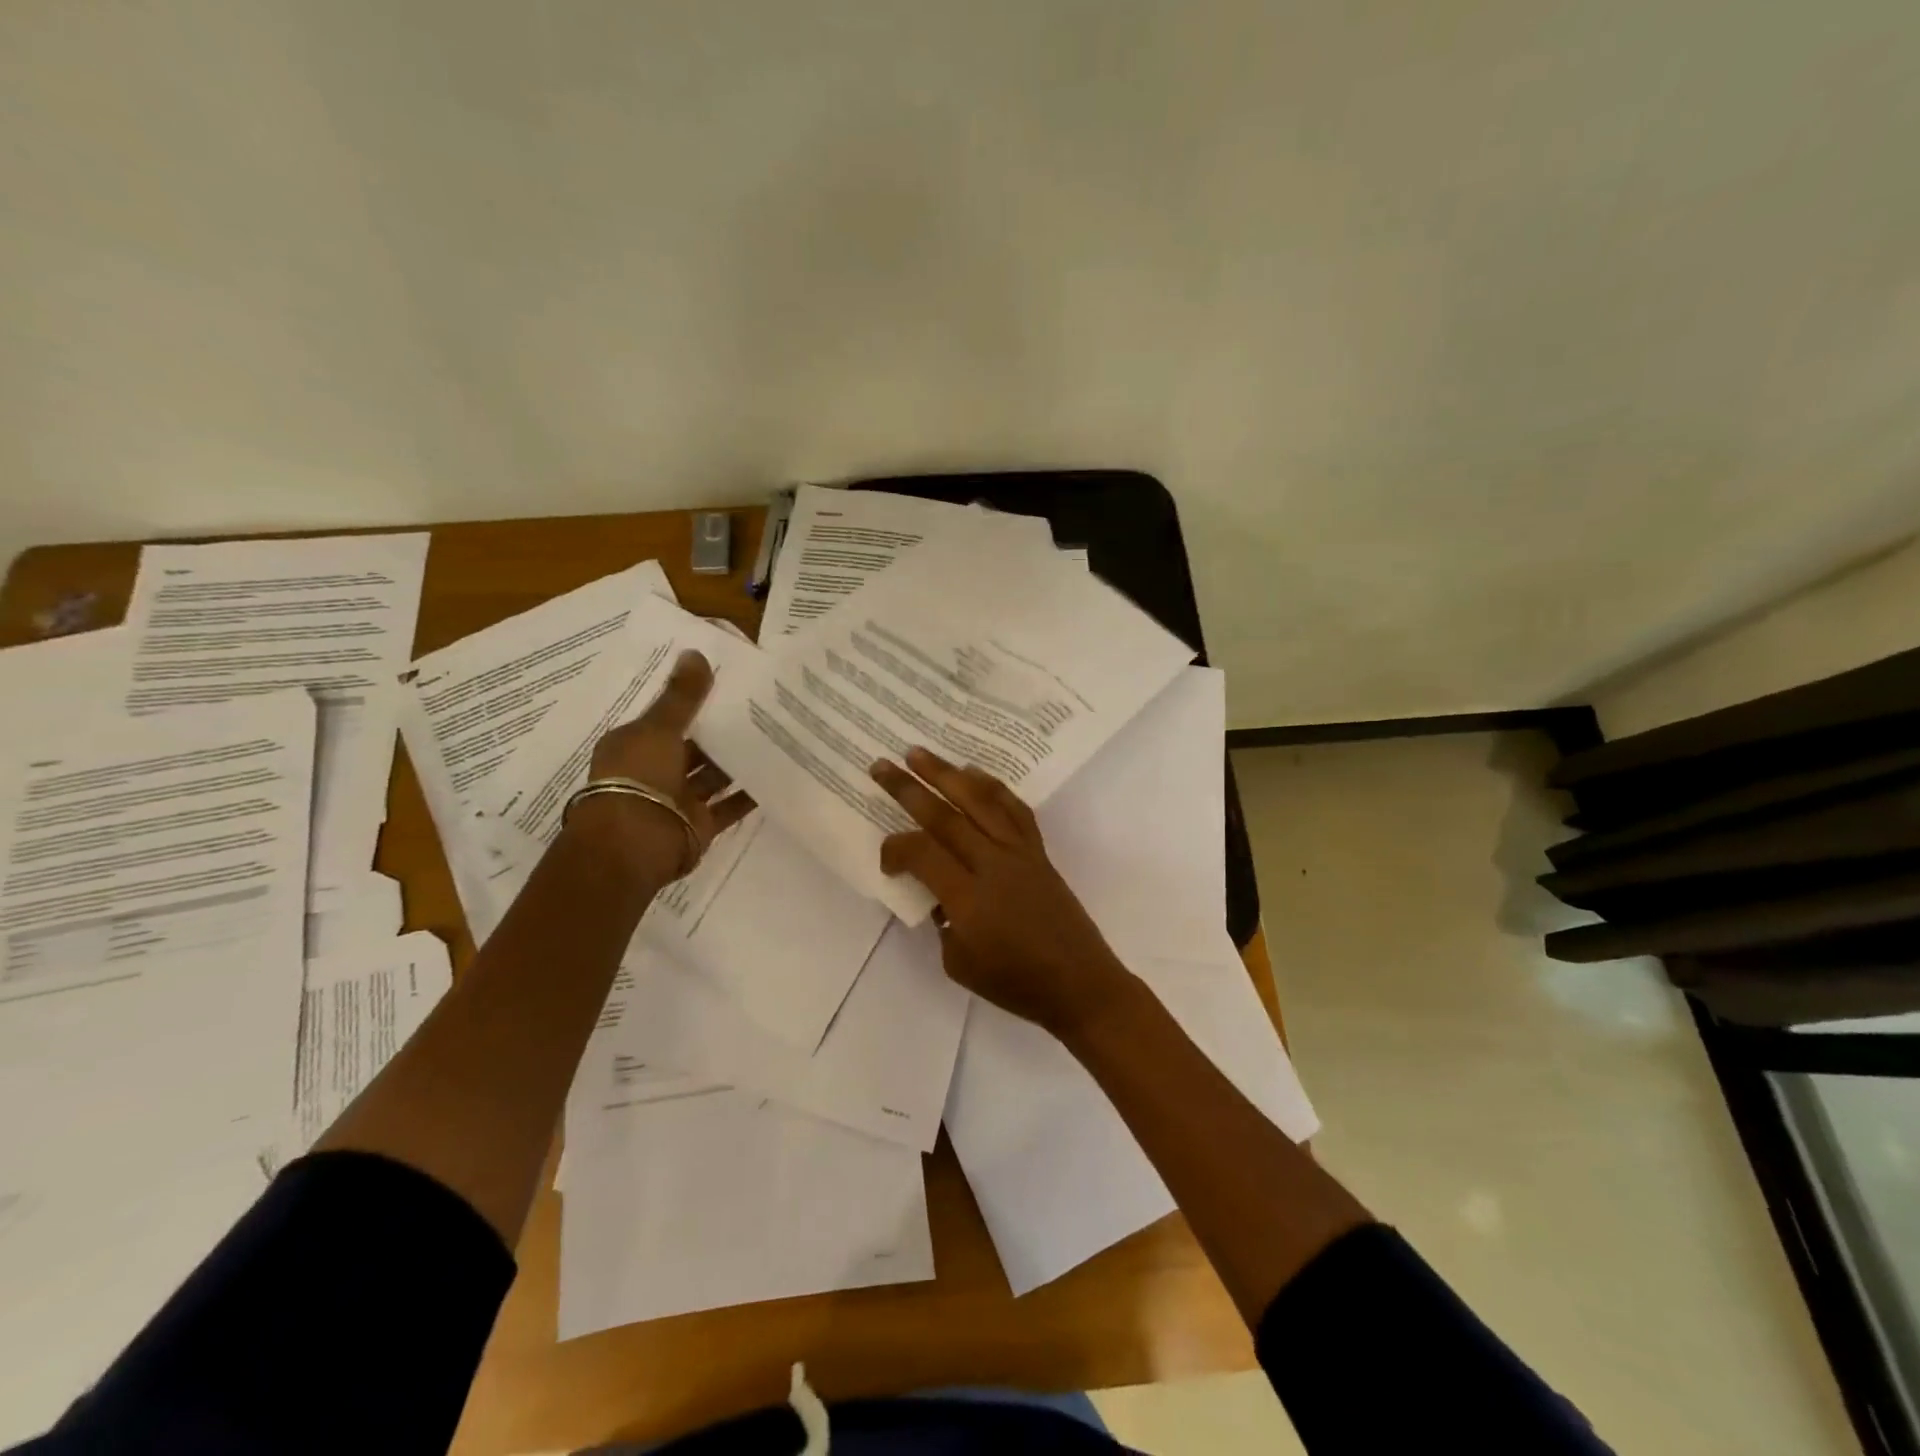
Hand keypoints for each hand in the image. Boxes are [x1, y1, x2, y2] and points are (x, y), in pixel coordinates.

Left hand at [573, 651, 754, 882]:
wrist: (636, 843)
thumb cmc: (639, 776)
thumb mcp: (659, 728)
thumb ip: (682, 696)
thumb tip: (696, 652)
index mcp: (635, 745)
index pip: (666, 718)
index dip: (692, 702)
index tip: (725, 685)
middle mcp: (654, 772)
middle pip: (692, 747)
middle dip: (720, 732)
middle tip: (759, 707)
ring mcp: (678, 800)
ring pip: (712, 776)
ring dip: (736, 762)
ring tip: (773, 736)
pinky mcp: (700, 825)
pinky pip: (728, 806)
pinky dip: (748, 794)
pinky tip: (775, 776)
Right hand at [871, 747, 1132, 1039]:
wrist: (1079, 984)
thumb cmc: (1016, 983)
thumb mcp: (959, 964)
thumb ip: (942, 922)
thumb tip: (940, 894)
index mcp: (968, 897)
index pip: (922, 853)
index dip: (895, 849)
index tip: (887, 862)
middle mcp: (992, 864)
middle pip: (945, 816)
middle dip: (909, 788)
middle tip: (882, 765)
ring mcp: (1019, 853)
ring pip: (979, 802)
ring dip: (947, 774)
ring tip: (921, 753)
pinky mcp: (1038, 852)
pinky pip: (1014, 810)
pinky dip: (993, 787)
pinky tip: (975, 774)